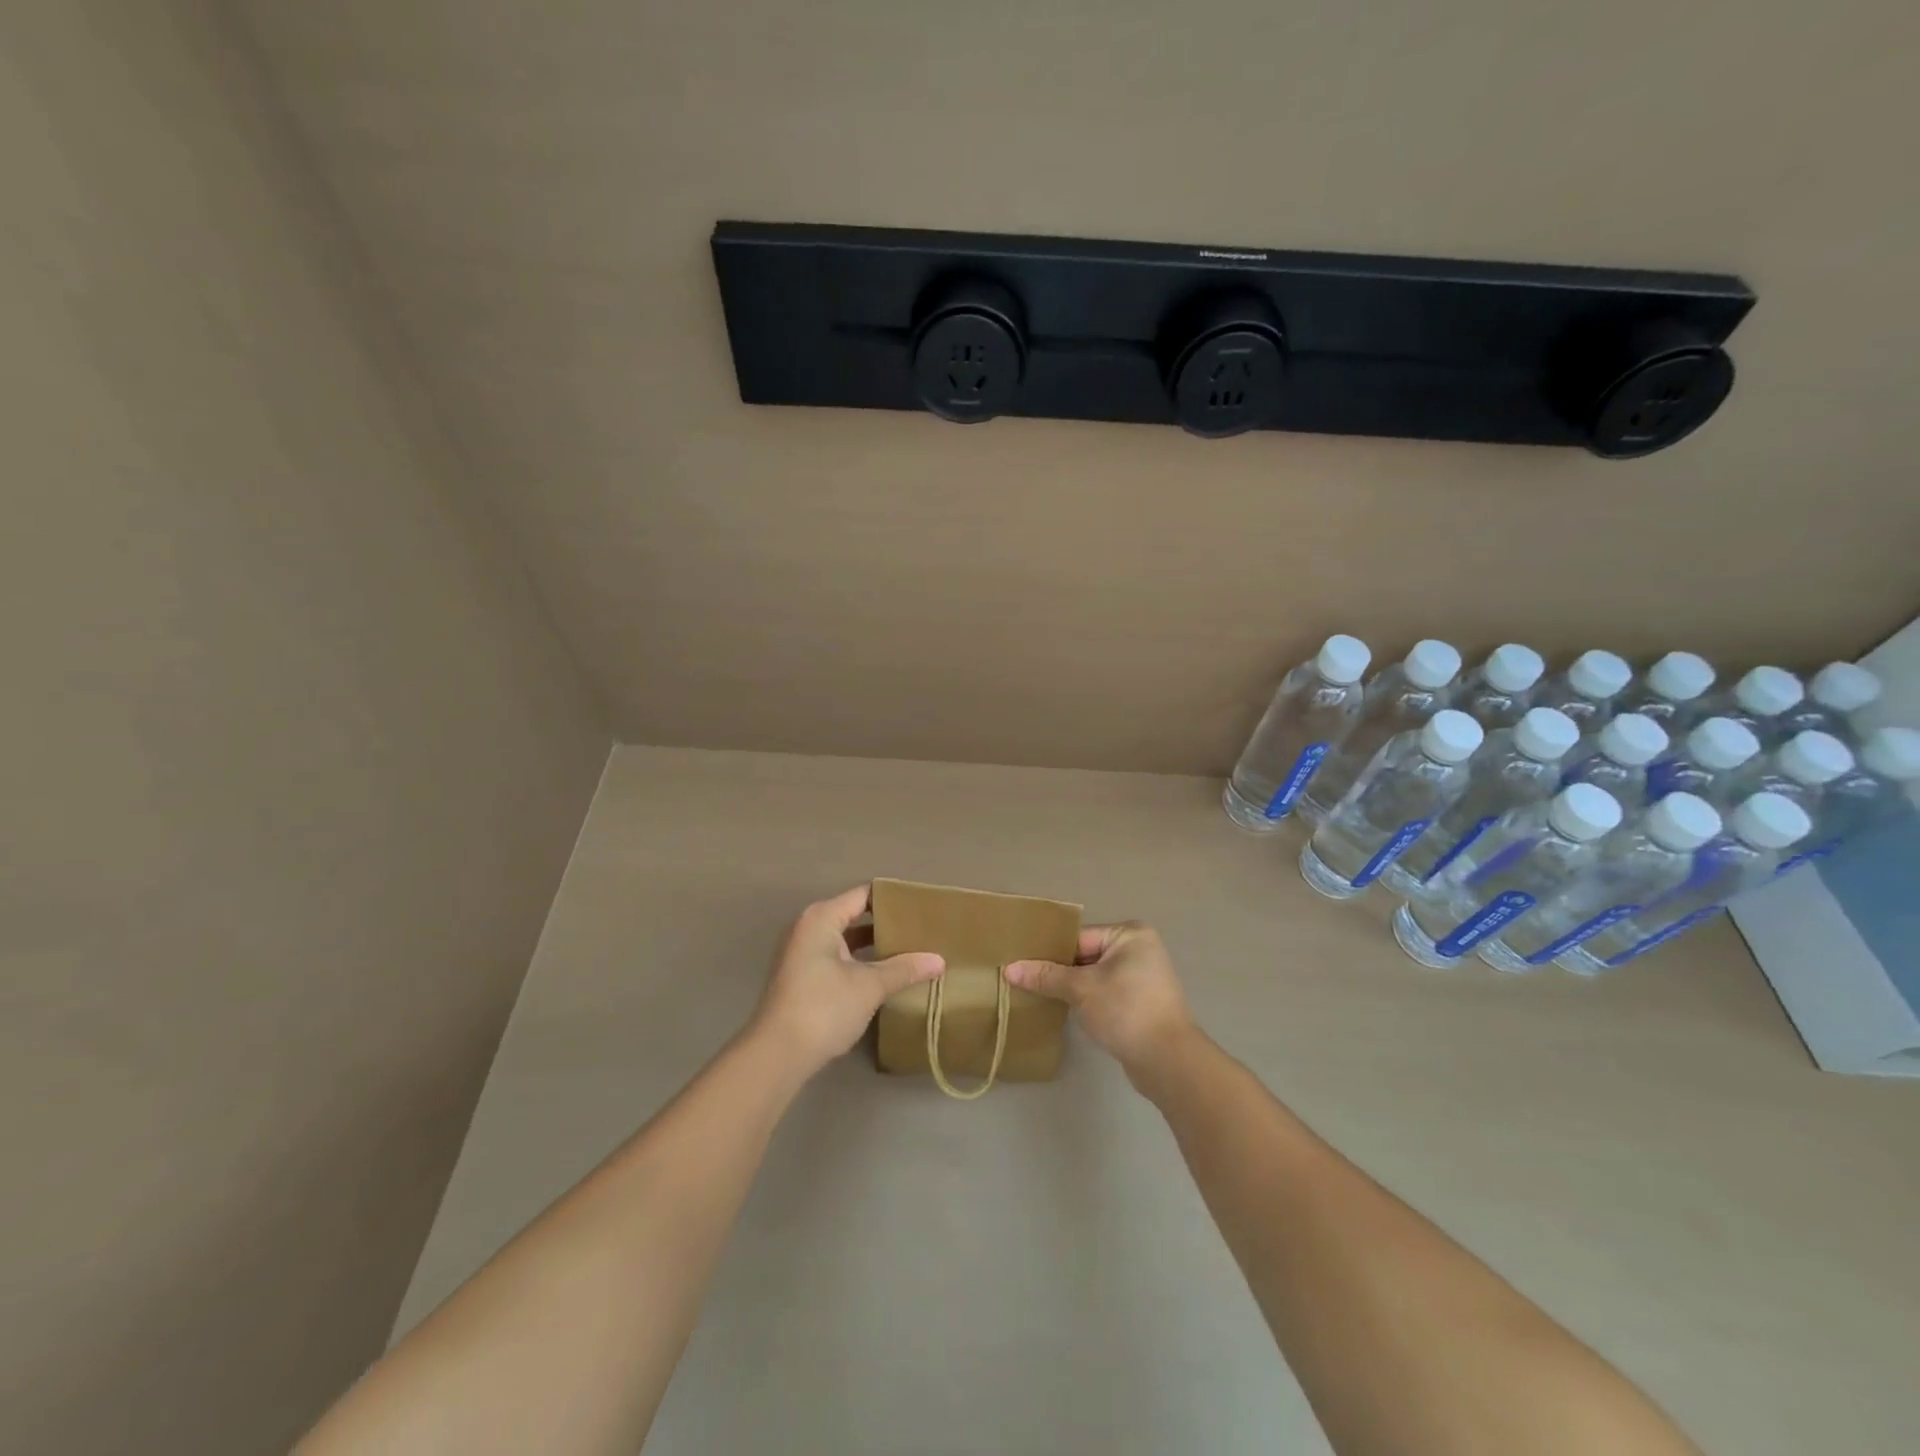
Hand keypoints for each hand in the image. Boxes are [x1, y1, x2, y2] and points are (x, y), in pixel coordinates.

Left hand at [750, 884, 944, 1078]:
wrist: (776, 1055)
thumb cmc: (823, 1008)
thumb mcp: (869, 986)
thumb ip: (904, 969)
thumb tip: (939, 960)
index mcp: (822, 918)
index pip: (864, 895)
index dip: (893, 899)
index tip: (922, 907)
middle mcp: (808, 928)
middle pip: (855, 915)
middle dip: (887, 924)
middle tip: (922, 930)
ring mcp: (802, 953)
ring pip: (846, 940)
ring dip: (874, 946)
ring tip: (910, 951)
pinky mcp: (802, 977)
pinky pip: (838, 957)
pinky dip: (860, 962)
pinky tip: (885, 974)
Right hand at [1006, 922, 1196, 1078]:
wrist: (1168, 1061)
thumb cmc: (1126, 1011)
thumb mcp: (1081, 989)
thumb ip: (1046, 976)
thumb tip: (1009, 969)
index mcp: (1129, 935)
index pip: (1078, 937)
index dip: (1049, 951)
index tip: (1019, 961)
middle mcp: (1138, 949)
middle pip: (1084, 955)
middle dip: (1057, 970)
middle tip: (1021, 979)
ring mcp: (1141, 978)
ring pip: (1092, 976)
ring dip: (1070, 987)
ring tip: (1036, 994)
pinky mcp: (1139, 1003)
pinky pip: (1103, 993)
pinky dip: (1085, 1001)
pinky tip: (1062, 1010)